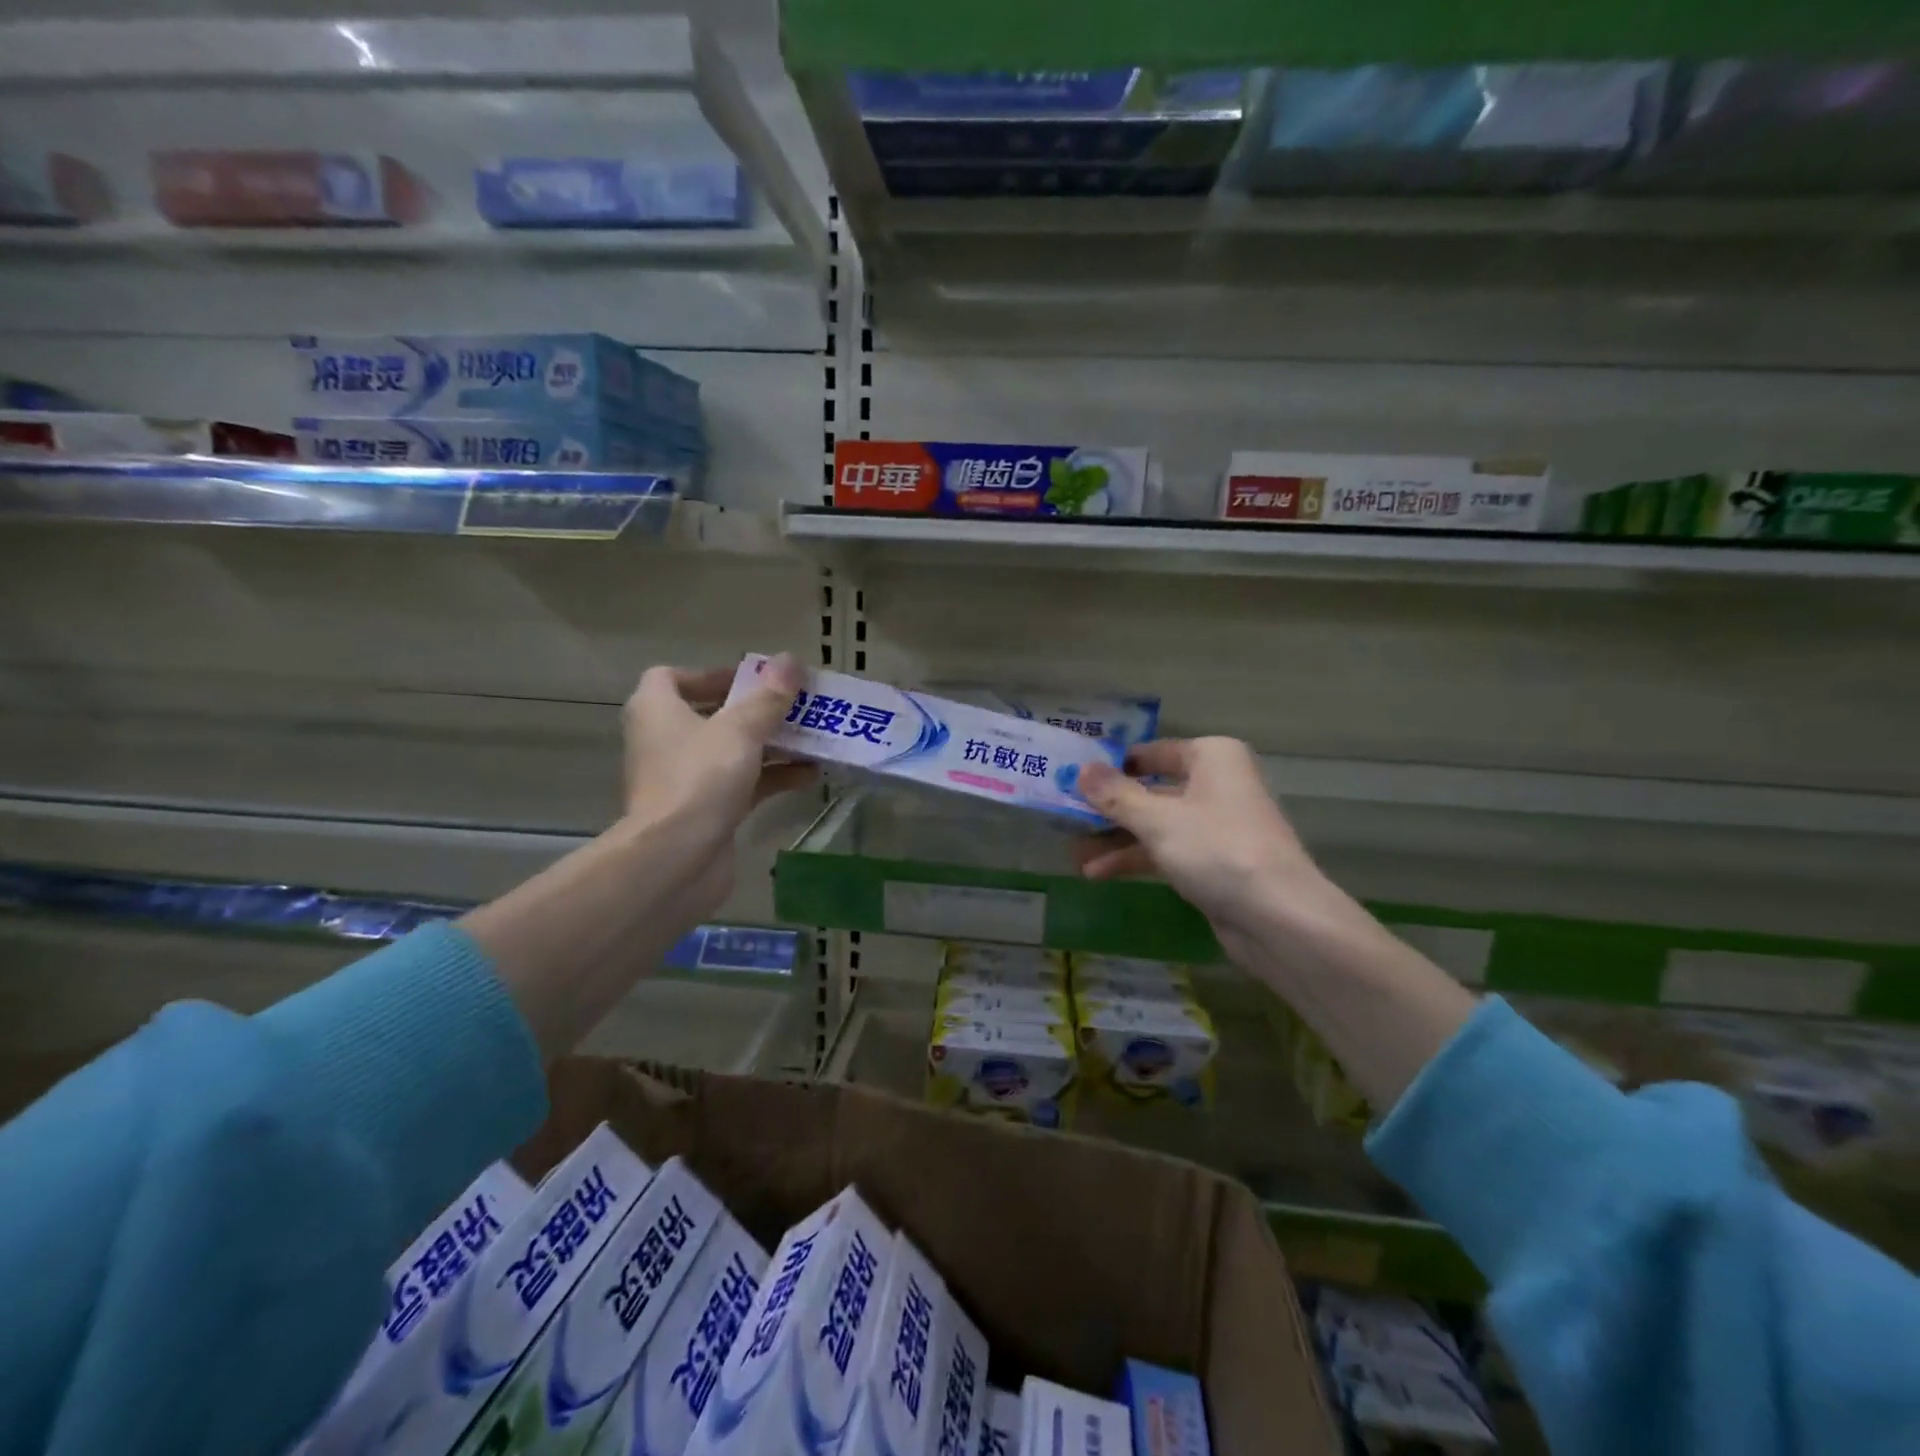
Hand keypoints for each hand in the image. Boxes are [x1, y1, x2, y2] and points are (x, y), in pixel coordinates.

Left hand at [620, 653, 815, 919]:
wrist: (676, 859)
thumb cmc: (699, 779)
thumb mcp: (740, 730)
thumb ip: (768, 696)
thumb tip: (790, 660)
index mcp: (657, 710)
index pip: (671, 678)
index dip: (710, 674)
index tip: (750, 680)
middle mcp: (665, 741)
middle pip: (712, 714)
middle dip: (756, 710)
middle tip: (795, 706)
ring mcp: (685, 778)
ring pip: (733, 751)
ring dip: (772, 744)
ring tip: (814, 737)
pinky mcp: (706, 810)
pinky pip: (744, 783)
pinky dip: (773, 777)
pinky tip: (811, 776)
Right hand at [1079, 737, 1478, 1111]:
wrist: (1280, 918)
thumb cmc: (1217, 850)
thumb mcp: (1158, 820)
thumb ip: (1116, 795)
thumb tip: (1081, 769)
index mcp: (1211, 758)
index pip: (1150, 752)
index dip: (1111, 766)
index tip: (1072, 780)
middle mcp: (1216, 784)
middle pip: (1150, 789)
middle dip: (1108, 808)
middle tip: (1064, 818)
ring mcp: (1216, 825)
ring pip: (1155, 824)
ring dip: (1115, 839)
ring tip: (1073, 854)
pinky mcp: (1214, 862)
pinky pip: (1166, 851)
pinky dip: (1135, 859)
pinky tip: (1098, 874)